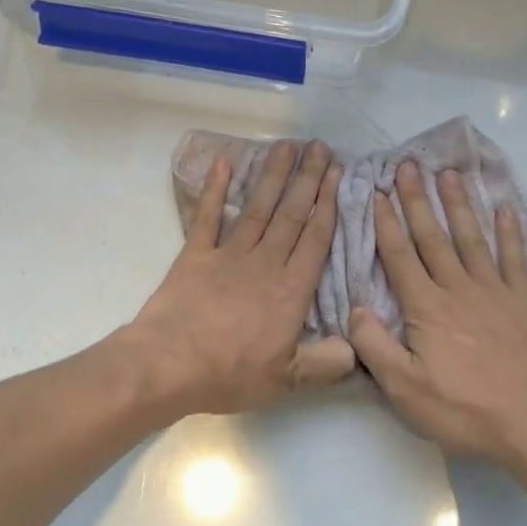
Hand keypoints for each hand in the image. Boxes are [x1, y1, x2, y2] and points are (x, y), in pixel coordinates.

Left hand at [125, 139, 357, 416]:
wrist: (170, 364)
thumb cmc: (231, 373)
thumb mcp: (287, 380)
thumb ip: (325, 363)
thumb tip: (356, 350)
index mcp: (290, 290)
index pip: (315, 239)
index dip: (328, 205)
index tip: (337, 173)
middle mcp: (264, 263)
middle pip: (291, 214)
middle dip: (307, 179)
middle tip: (319, 146)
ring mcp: (227, 255)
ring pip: (257, 208)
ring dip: (273, 176)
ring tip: (286, 145)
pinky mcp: (195, 256)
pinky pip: (206, 216)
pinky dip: (214, 189)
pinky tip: (224, 163)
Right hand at [348, 161, 526, 466]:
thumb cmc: (462, 411)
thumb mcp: (404, 389)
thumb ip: (374, 346)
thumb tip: (355, 308)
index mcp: (426, 309)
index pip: (400, 257)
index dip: (386, 224)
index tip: (377, 193)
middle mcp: (459, 290)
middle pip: (433, 237)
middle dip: (417, 200)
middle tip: (408, 165)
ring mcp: (495, 293)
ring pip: (471, 239)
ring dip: (458, 204)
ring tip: (448, 174)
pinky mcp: (524, 303)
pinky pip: (514, 259)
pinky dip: (508, 232)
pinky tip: (503, 209)